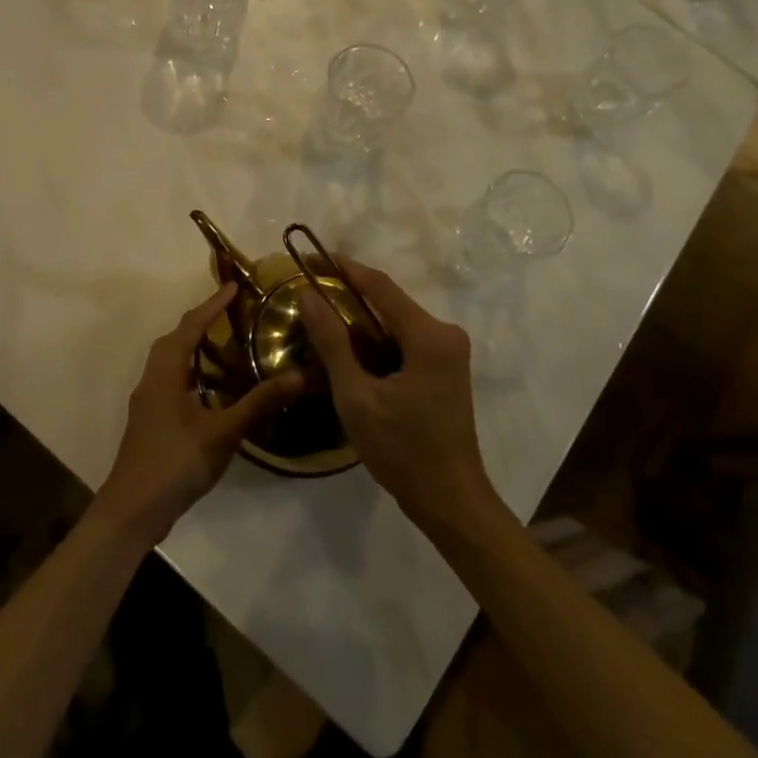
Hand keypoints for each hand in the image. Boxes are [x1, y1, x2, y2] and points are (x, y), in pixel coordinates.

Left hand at [96, 283, 305, 547]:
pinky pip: (171, 380)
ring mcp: (148, 402)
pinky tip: (212, 387)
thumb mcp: (222, 433)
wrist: (132, 512)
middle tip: (232, 312)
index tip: (234, 286)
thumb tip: (298, 375)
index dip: (212, 306)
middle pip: (175, 340)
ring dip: (194, 346)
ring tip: (226, 342)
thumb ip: (259, 403)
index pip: (190, 327)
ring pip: (170, 361)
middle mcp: (152, 380)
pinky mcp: (151, 421)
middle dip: (202, 321)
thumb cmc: (174, 464)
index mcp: (165, 374)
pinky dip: (191, 371)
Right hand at [298, 261, 505, 536]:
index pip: (380, 286)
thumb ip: (332, 342)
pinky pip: (404, 341)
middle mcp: (445, 334)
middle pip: (389, 302)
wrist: (450, 500)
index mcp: (429, 336)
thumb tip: (308, 295)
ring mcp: (449, 352)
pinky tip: (348, 350)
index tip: (310, 256)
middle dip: (347, 296)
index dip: (343, 268)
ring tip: (319, 320)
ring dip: (360, 321)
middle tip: (307, 295)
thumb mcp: (356, 396)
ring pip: (395, 323)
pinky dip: (376, 342)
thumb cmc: (402, 450)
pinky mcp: (445, 368)